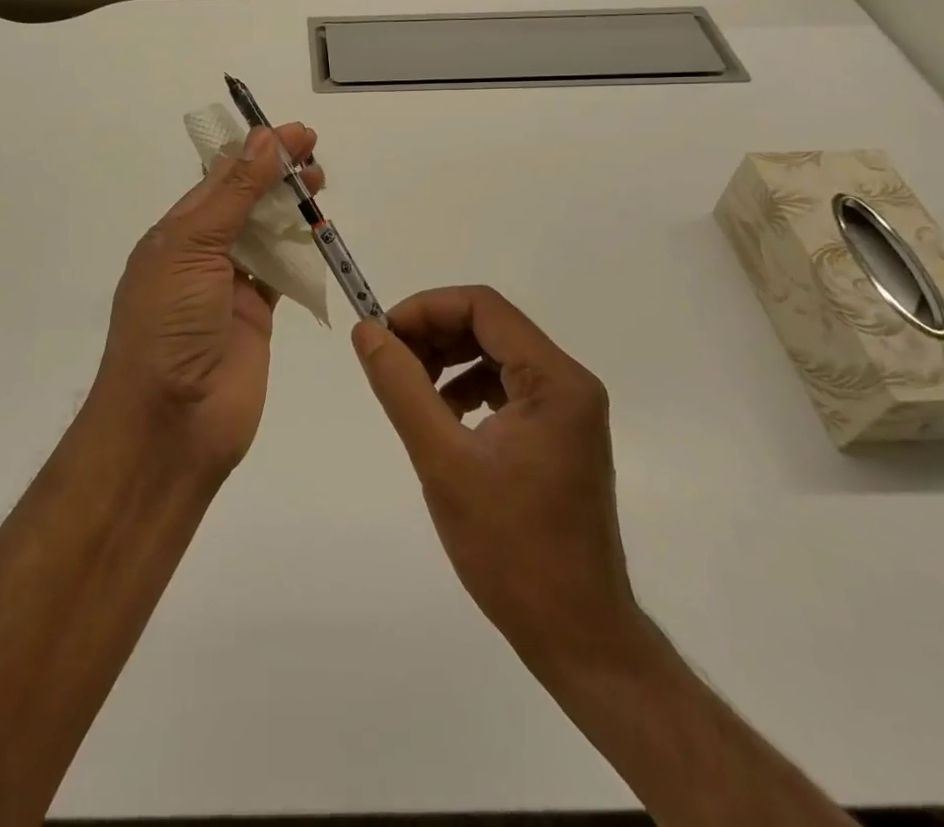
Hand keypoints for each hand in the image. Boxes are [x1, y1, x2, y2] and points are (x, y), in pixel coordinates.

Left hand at [94, 122, 321, 479]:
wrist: (170, 423)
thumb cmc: (169, 325)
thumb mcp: (192, 248)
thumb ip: (233, 195)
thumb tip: (264, 140)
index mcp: (175, 233)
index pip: (219, 178)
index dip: (256, 152)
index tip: (295, 133)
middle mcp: (201, 255)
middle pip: (244, 202)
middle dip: (276, 175)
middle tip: (314, 155)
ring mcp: (228, 288)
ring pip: (265, 234)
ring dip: (289, 208)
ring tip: (320, 185)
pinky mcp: (256, 317)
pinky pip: (280, 274)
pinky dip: (299, 252)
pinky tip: (318, 232)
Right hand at [350, 286, 649, 676]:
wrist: (576, 636)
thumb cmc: (511, 548)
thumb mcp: (442, 461)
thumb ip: (401, 387)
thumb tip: (366, 331)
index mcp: (555, 380)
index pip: (483, 306)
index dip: (425, 309)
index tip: (381, 334)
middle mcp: (569, 383)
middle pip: (490, 325)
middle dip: (433, 333)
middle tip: (387, 360)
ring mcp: (569, 410)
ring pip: (495, 354)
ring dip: (447, 360)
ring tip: (408, 388)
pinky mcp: (559, 435)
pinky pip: (506, 387)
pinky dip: (466, 388)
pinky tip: (441, 417)